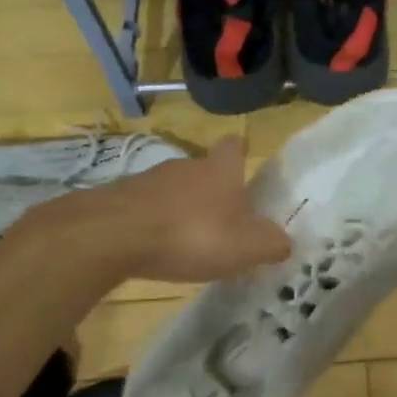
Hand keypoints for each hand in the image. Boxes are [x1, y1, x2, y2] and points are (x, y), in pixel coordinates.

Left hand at [27, 138, 290, 283]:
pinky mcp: (120, 198)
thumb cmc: (191, 234)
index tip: (245, 173)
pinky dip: (155, 224)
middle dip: (215, 194)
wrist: (111, 235)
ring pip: (175, 190)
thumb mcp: (245, 248)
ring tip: (189, 243)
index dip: (241, 156)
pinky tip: (156, 249)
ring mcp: (149, 180)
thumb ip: (271, 244)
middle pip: (206, 171)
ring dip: (183, 210)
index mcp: (221, 170)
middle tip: (224, 225)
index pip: (235, 147)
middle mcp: (187, 165)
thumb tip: (284, 241)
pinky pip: (147, 208)